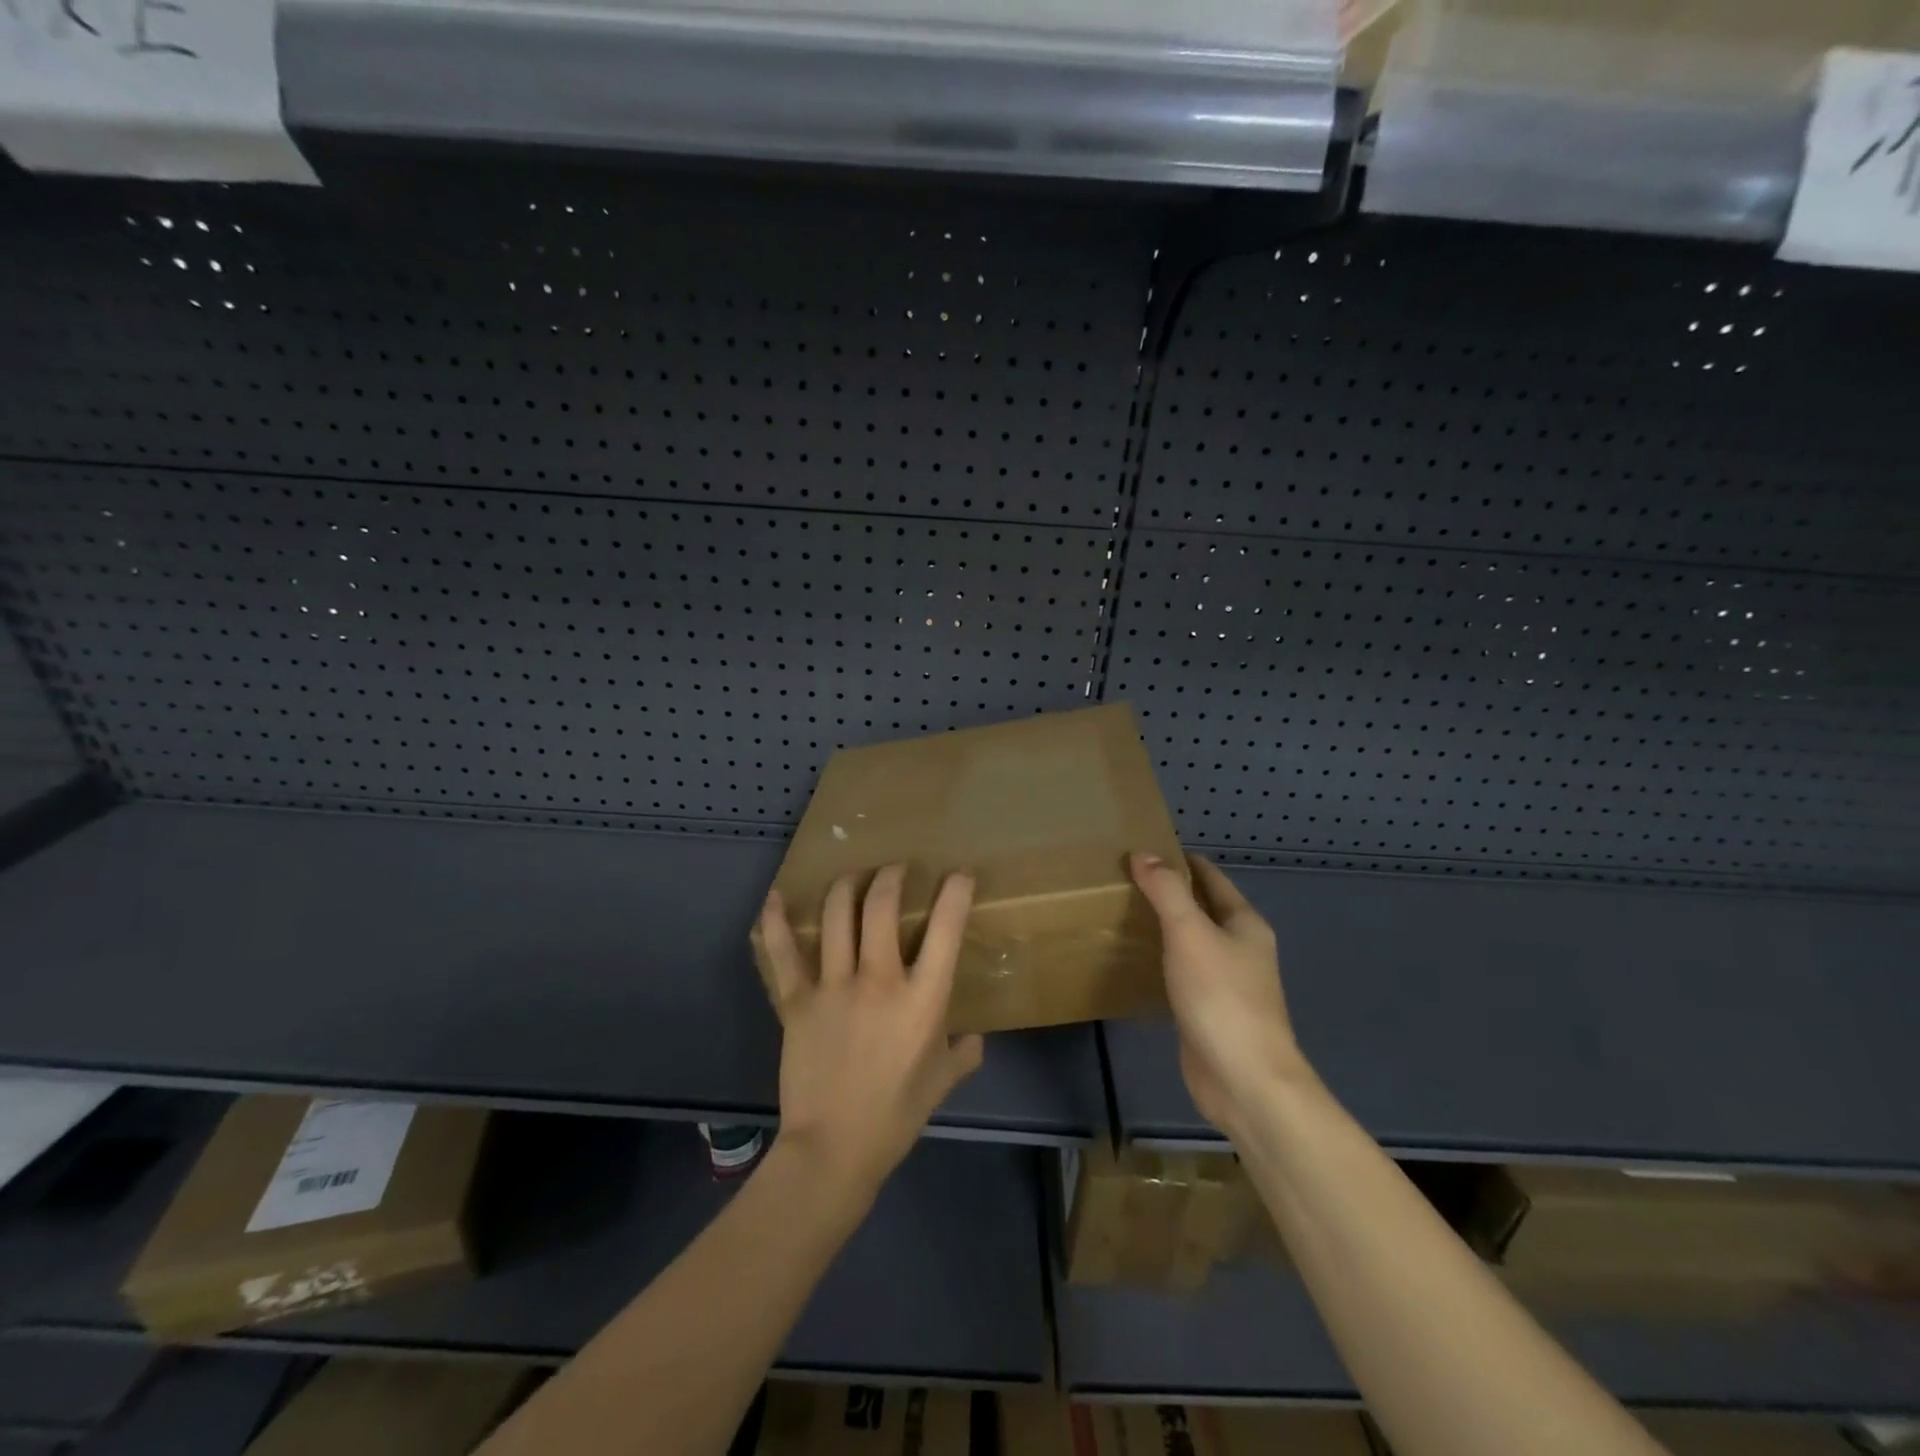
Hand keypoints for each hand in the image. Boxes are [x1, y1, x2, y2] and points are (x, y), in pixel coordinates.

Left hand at [757, 865, 984, 1201]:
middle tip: (896, 870)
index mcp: (922, 999)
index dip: (956, 891)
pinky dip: (776, 921)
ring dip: (847, 885)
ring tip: (854, 876)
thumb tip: (975, 1038)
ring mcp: (833, 986)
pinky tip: (776, 898)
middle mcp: (879, 980)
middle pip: (882, 906)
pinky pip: (783, 952)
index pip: (946, 929)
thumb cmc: (895, 1117)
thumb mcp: (941, 1083)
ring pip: (838, 915)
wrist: (832, 1150)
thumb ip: (963, 1053)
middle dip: (891, 876)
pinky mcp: (796, 1000)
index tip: (959, 874)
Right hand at [1129, 852, 1311, 1138]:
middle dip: (1168, 894)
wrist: (1244, 1080)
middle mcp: (1240, 949)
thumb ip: (1166, 891)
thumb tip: (1143, 854)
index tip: (1142, 850)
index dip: (1180, 861)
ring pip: (1191, 943)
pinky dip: (1160, 963)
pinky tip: (1133, 962)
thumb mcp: (1190, 933)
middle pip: (1202, 909)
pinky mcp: (1208, 1013)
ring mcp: (1226, 984)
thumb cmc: (1221, 997)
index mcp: (1245, 924)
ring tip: (1120, 914)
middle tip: (1122, 880)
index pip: (1211, 878)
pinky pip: (1181, 975)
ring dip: (1163, 928)